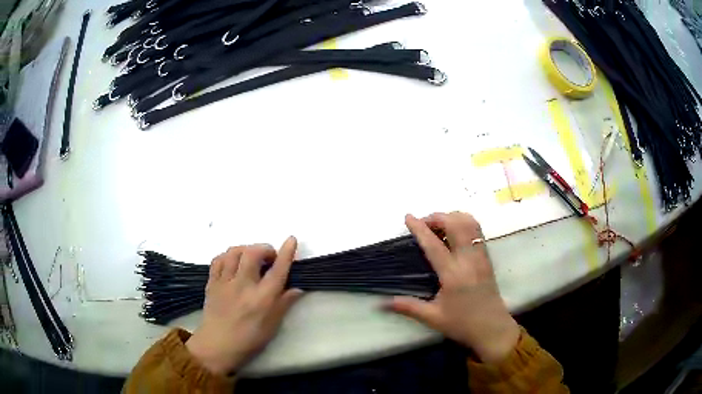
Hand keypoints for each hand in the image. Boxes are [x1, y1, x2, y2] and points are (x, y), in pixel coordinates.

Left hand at [185, 238, 302, 375]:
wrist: (217, 345)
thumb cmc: (249, 339)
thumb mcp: (272, 326)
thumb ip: (284, 304)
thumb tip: (298, 288)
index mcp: (262, 299)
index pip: (277, 270)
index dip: (286, 253)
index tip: (291, 239)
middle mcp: (243, 286)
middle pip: (253, 253)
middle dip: (264, 248)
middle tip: (270, 257)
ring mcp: (225, 282)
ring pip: (234, 252)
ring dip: (246, 249)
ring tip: (251, 257)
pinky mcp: (212, 282)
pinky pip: (218, 260)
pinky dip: (228, 256)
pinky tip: (233, 262)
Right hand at [388, 212, 519, 363]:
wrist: (493, 328)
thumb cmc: (462, 324)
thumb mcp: (433, 317)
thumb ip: (408, 307)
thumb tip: (382, 304)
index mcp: (453, 275)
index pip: (434, 244)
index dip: (419, 228)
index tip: (408, 217)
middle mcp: (469, 260)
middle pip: (455, 224)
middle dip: (437, 217)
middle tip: (423, 224)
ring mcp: (481, 256)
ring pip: (470, 223)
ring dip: (452, 218)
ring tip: (439, 226)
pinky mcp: (487, 258)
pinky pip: (477, 231)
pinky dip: (464, 224)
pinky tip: (454, 234)